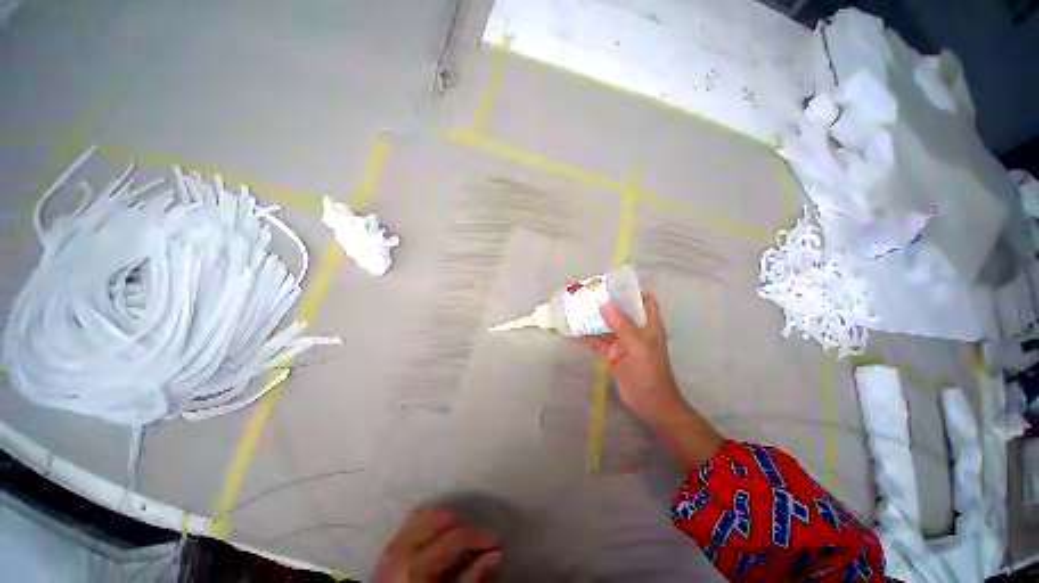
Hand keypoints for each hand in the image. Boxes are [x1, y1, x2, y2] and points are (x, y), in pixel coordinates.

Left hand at [376, 508, 502, 582]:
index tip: (497, 543)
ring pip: (427, 513)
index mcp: (415, 566)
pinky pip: (414, 521)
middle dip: (464, 525)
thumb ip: (472, 578)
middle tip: (479, 542)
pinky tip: (442, 538)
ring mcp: (391, 546)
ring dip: (448, 522)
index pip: (456, 536)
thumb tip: (495, 553)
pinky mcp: (388, 548)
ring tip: (462, 540)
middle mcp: (401, 550)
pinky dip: (431, 523)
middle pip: (441, 518)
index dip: (480, 537)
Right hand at [576, 291, 683, 424]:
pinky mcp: (610, 354)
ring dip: (591, 318)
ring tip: (574, 307)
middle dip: (604, 301)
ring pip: (604, 325)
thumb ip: (622, 325)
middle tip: (585, 292)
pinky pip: (596, 342)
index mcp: (648, 323)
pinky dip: (585, 336)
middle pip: (619, 310)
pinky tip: (571, 330)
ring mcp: (621, 342)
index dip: (630, 289)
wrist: (649, 403)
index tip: (611, 282)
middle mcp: (634, 329)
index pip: (643, 299)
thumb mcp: (637, 346)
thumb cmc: (649, 372)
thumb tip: (604, 303)